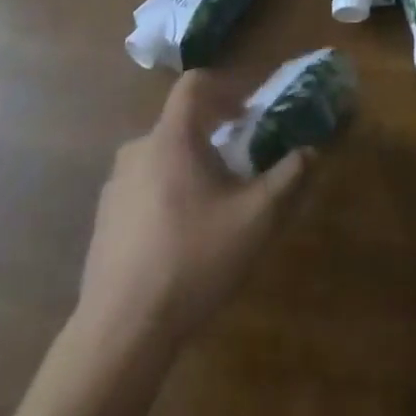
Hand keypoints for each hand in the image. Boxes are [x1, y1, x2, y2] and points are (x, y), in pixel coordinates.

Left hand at [75, 71, 311, 345]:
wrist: (121, 331)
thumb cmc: (193, 259)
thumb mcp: (256, 218)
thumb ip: (289, 176)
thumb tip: (311, 151)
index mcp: (171, 138)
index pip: (194, 84)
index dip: (226, 87)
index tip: (249, 111)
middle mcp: (137, 151)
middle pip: (180, 123)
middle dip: (214, 133)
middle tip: (241, 160)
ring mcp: (114, 187)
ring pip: (161, 157)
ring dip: (190, 165)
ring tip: (215, 201)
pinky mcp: (103, 222)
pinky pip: (142, 188)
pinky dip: (167, 193)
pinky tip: (183, 236)